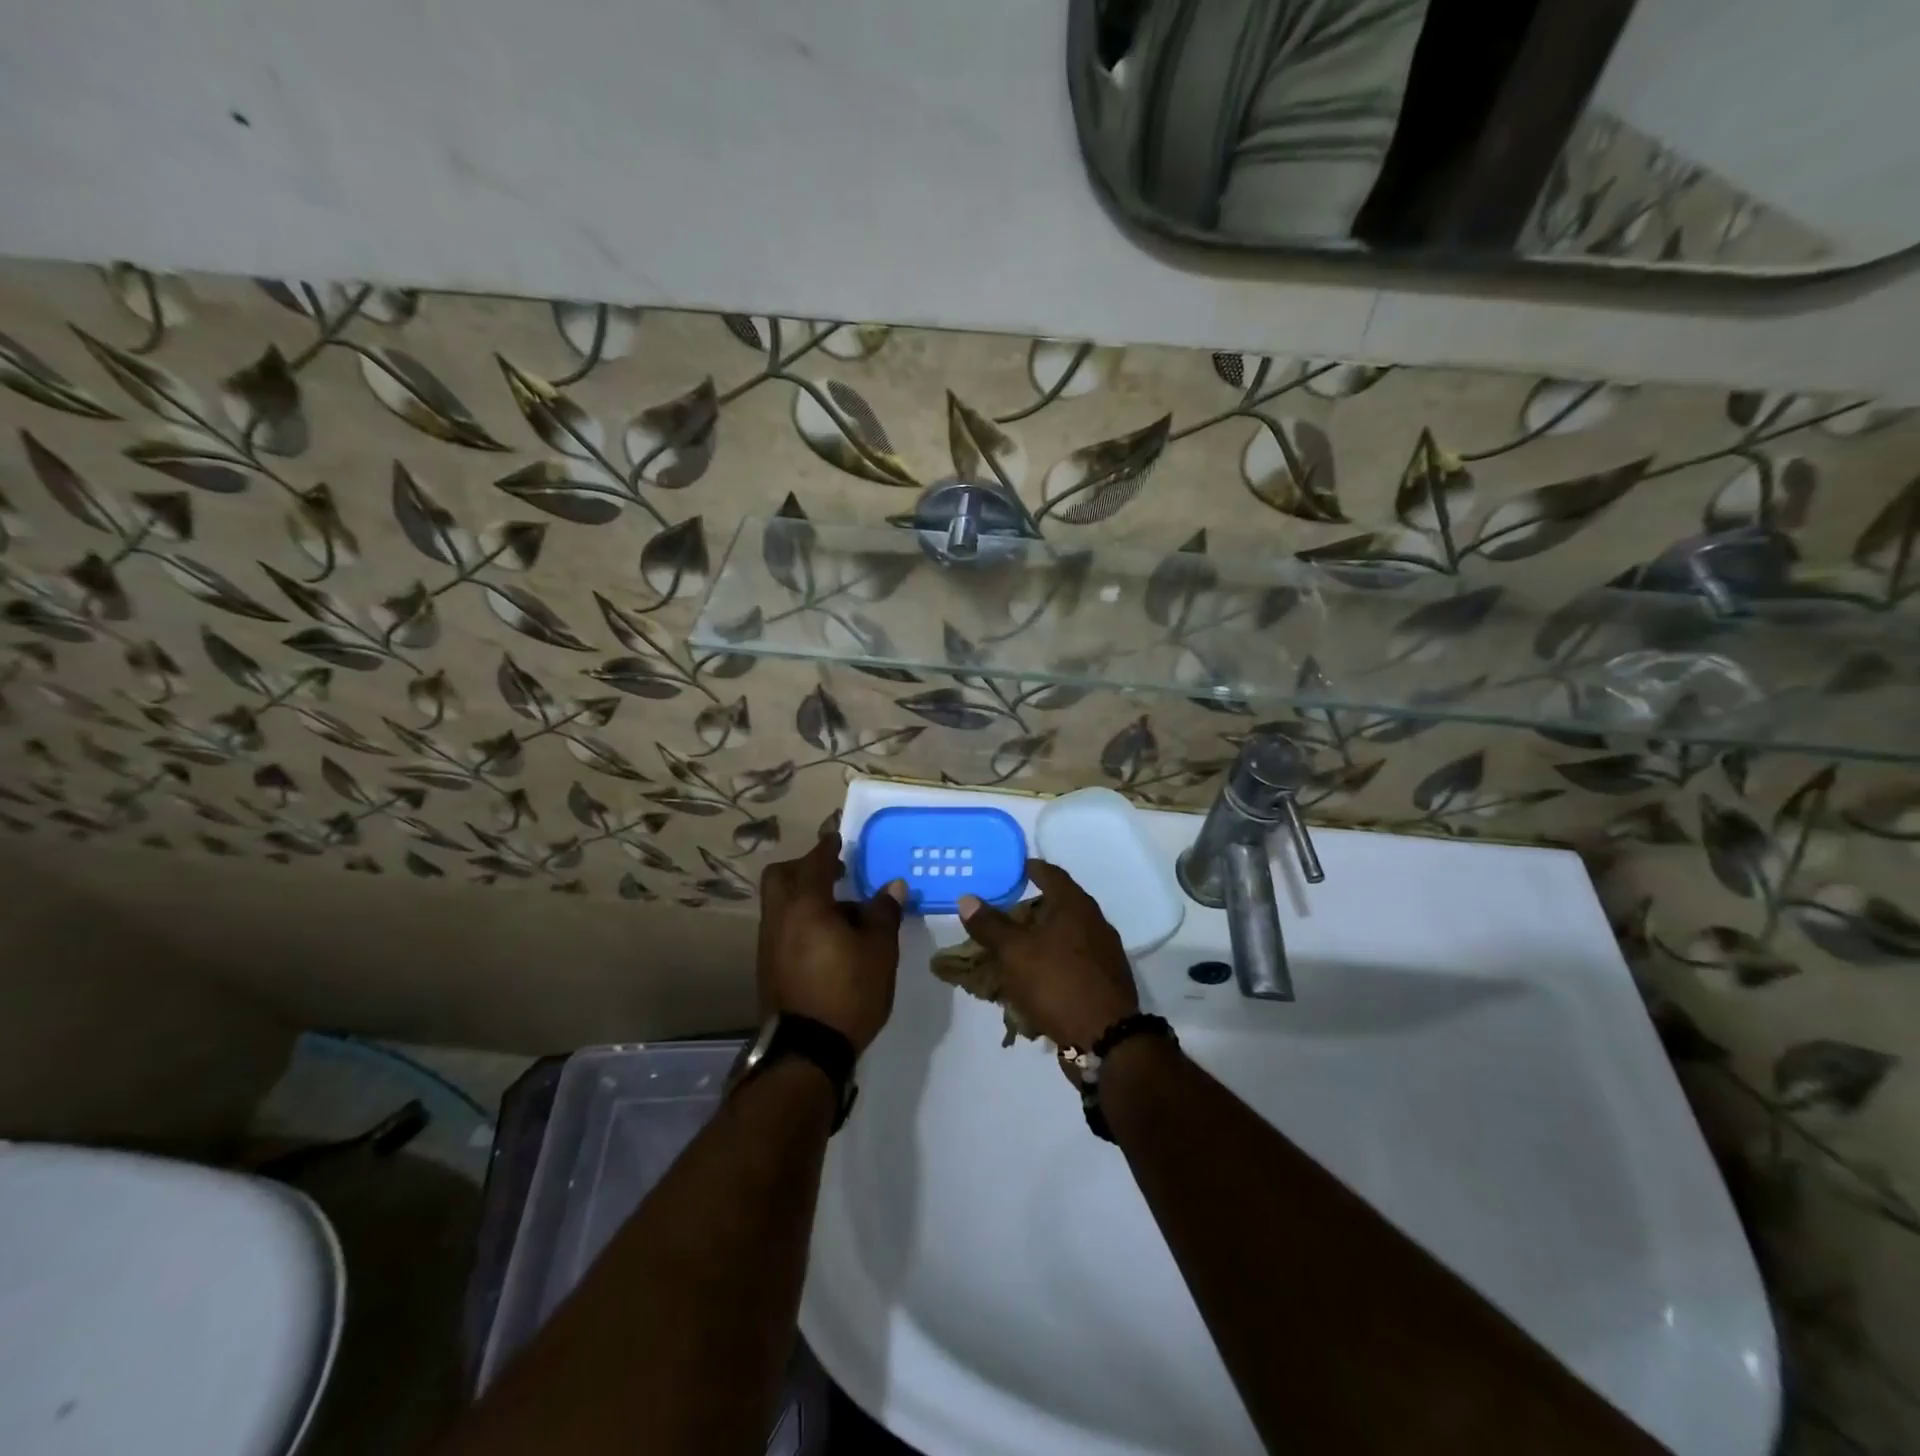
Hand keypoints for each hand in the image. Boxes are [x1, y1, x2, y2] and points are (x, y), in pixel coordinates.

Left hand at [757, 833, 905, 1052]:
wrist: (807, 1051)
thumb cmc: (848, 992)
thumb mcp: (880, 951)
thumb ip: (884, 913)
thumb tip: (891, 886)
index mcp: (806, 906)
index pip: (814, 862)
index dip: (827, 847)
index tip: (837, 837)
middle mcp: (780, 918)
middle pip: (781, 876)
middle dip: (804, 867)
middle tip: (834, 872)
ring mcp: (769, 944)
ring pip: (780, 903)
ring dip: (804, 896)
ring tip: (841, 913)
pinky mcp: (768, 967)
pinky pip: (782, 927)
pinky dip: (800, 920)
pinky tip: (828, 940)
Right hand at [957, 860, 1138, 1050]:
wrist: (1104, 1038)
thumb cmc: (1056, 982)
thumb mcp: (1014, 952)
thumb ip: (990, 924)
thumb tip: (967, 898)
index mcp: (1075, 905)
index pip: (1051, 873)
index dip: (1030, 868)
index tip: (1012, 869)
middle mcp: (1094, 922)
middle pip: (1059, 904)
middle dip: (1031, 908)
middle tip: (1003, 913)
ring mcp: (1103, 952)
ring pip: (1065, 935)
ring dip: (1040, 938)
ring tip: (1013, 948)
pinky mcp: (1105, 980)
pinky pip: (1072, 960)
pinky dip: (1052, 961)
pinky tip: (1034, 978)